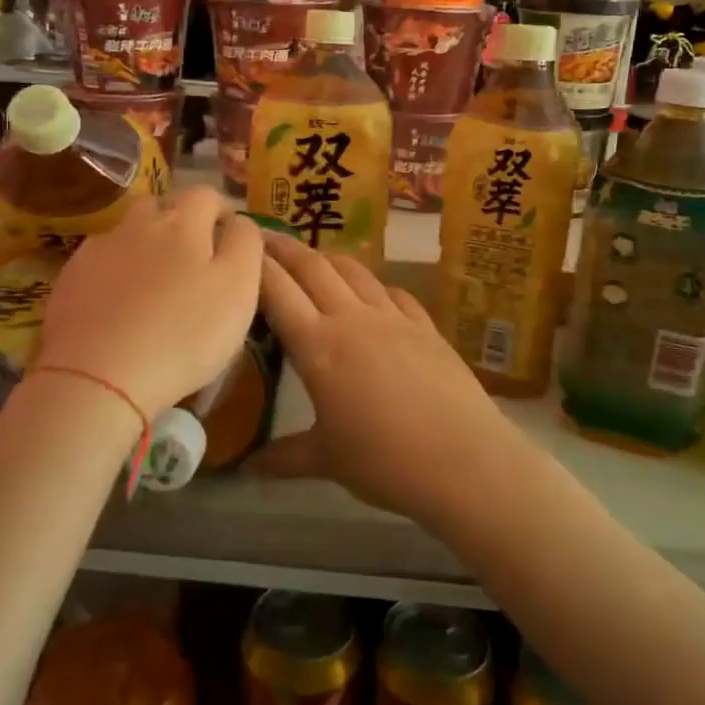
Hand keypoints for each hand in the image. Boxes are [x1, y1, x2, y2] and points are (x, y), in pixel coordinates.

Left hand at [37, 187, 262, 421]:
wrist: (98, 376)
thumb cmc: (183, 335)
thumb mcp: (238, 291)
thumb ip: (245, 246)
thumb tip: (239, 221)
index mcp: (183, 224)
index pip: (207, 195)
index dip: (221, 210)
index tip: (228, 236)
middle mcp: (138, 225)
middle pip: (160, 206)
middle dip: (177, 221)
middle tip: (190, 259)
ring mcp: (99, 250)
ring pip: (126, 232)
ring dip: (142, 244)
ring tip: (151, 282)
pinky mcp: (70, 279)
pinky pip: (98, 262)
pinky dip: (112, 273)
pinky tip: (117, 305)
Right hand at [248, 236, 514, 523]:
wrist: (465, 461)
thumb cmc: (386, 462)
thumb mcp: (327, 460)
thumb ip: (283, 457)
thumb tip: (245, 469)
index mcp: (318, 346)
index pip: (277, 291)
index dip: (255, 265)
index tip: (239, 246)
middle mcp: (352, 319)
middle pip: (312, 267)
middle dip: (284, 247)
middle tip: (264, 235)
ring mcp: (393, 318)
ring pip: (353, 271)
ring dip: (327, 257)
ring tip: (312, 258)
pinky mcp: (425, 326)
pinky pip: (392, 292)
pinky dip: (372, 285)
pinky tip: (371, 292)